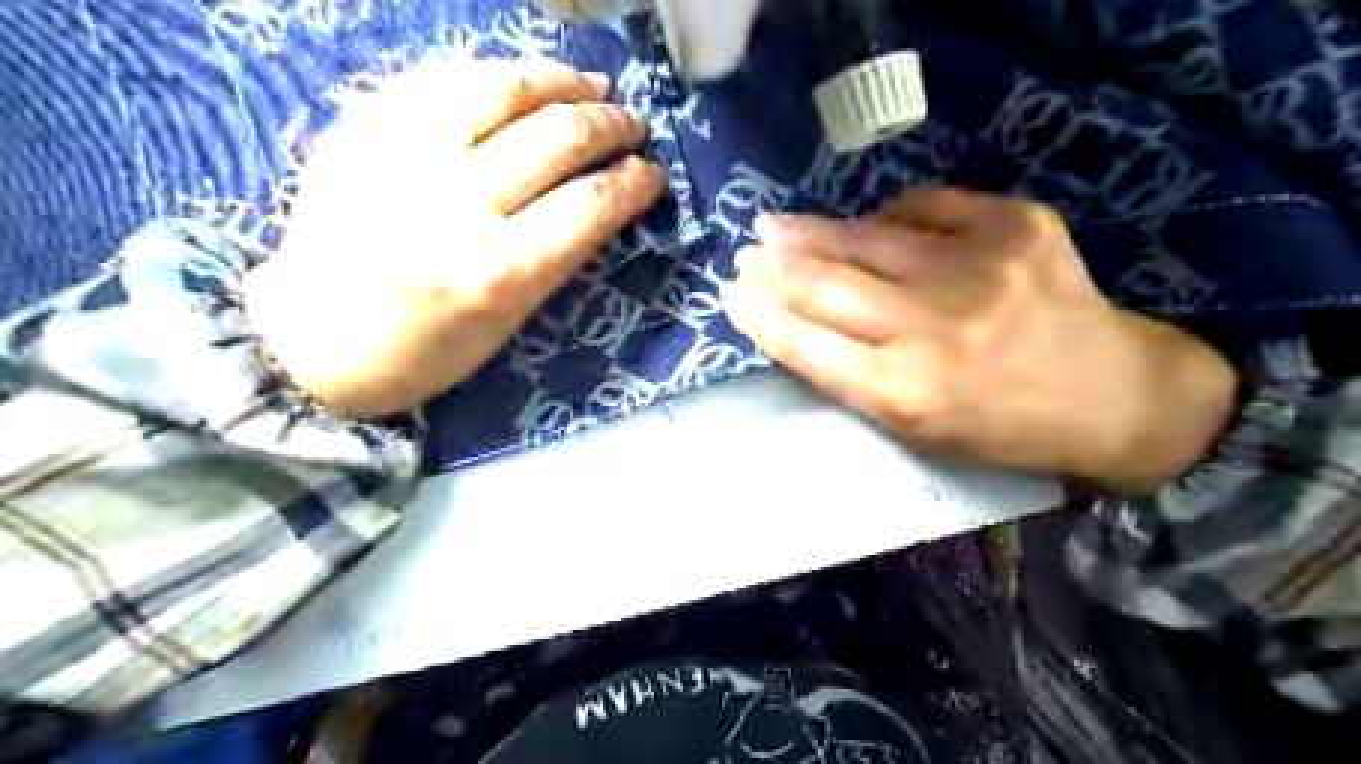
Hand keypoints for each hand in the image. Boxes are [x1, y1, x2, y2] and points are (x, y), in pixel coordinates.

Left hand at [249, 56, 669, 417]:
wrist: (310, 340)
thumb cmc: (424, 352)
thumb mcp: (508, 323)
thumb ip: (557, 257)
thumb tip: (602, 199)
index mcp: (495, 272)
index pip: (589, 206)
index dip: (633, 182)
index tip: (651, 173)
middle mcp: (453, 205)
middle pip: (555, 138)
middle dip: (609, 125)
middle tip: (631, 124)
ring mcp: (402, 156)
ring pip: (500, 89)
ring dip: (560, 81)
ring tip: (591, 84)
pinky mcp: (363, 129)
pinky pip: (442, 79)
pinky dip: (496, 73)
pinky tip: (524, 80)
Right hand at [729, 188, 1241, 490]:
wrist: (1115, 395)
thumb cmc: (1002, 428)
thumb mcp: (917, 429)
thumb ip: (855, 378)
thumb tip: (799, 319)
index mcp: (906, 393)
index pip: (808, 346)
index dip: (761, 317)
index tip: (730, 295)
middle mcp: (934, 329)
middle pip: (827, 287)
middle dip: (774, 268)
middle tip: (745, 254)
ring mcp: (978, 268)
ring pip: (866, 239)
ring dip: (811, 232)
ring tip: (775, 226)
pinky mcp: (1015, 226)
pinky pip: (925, 206)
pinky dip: (888, 215)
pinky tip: (871, 223)